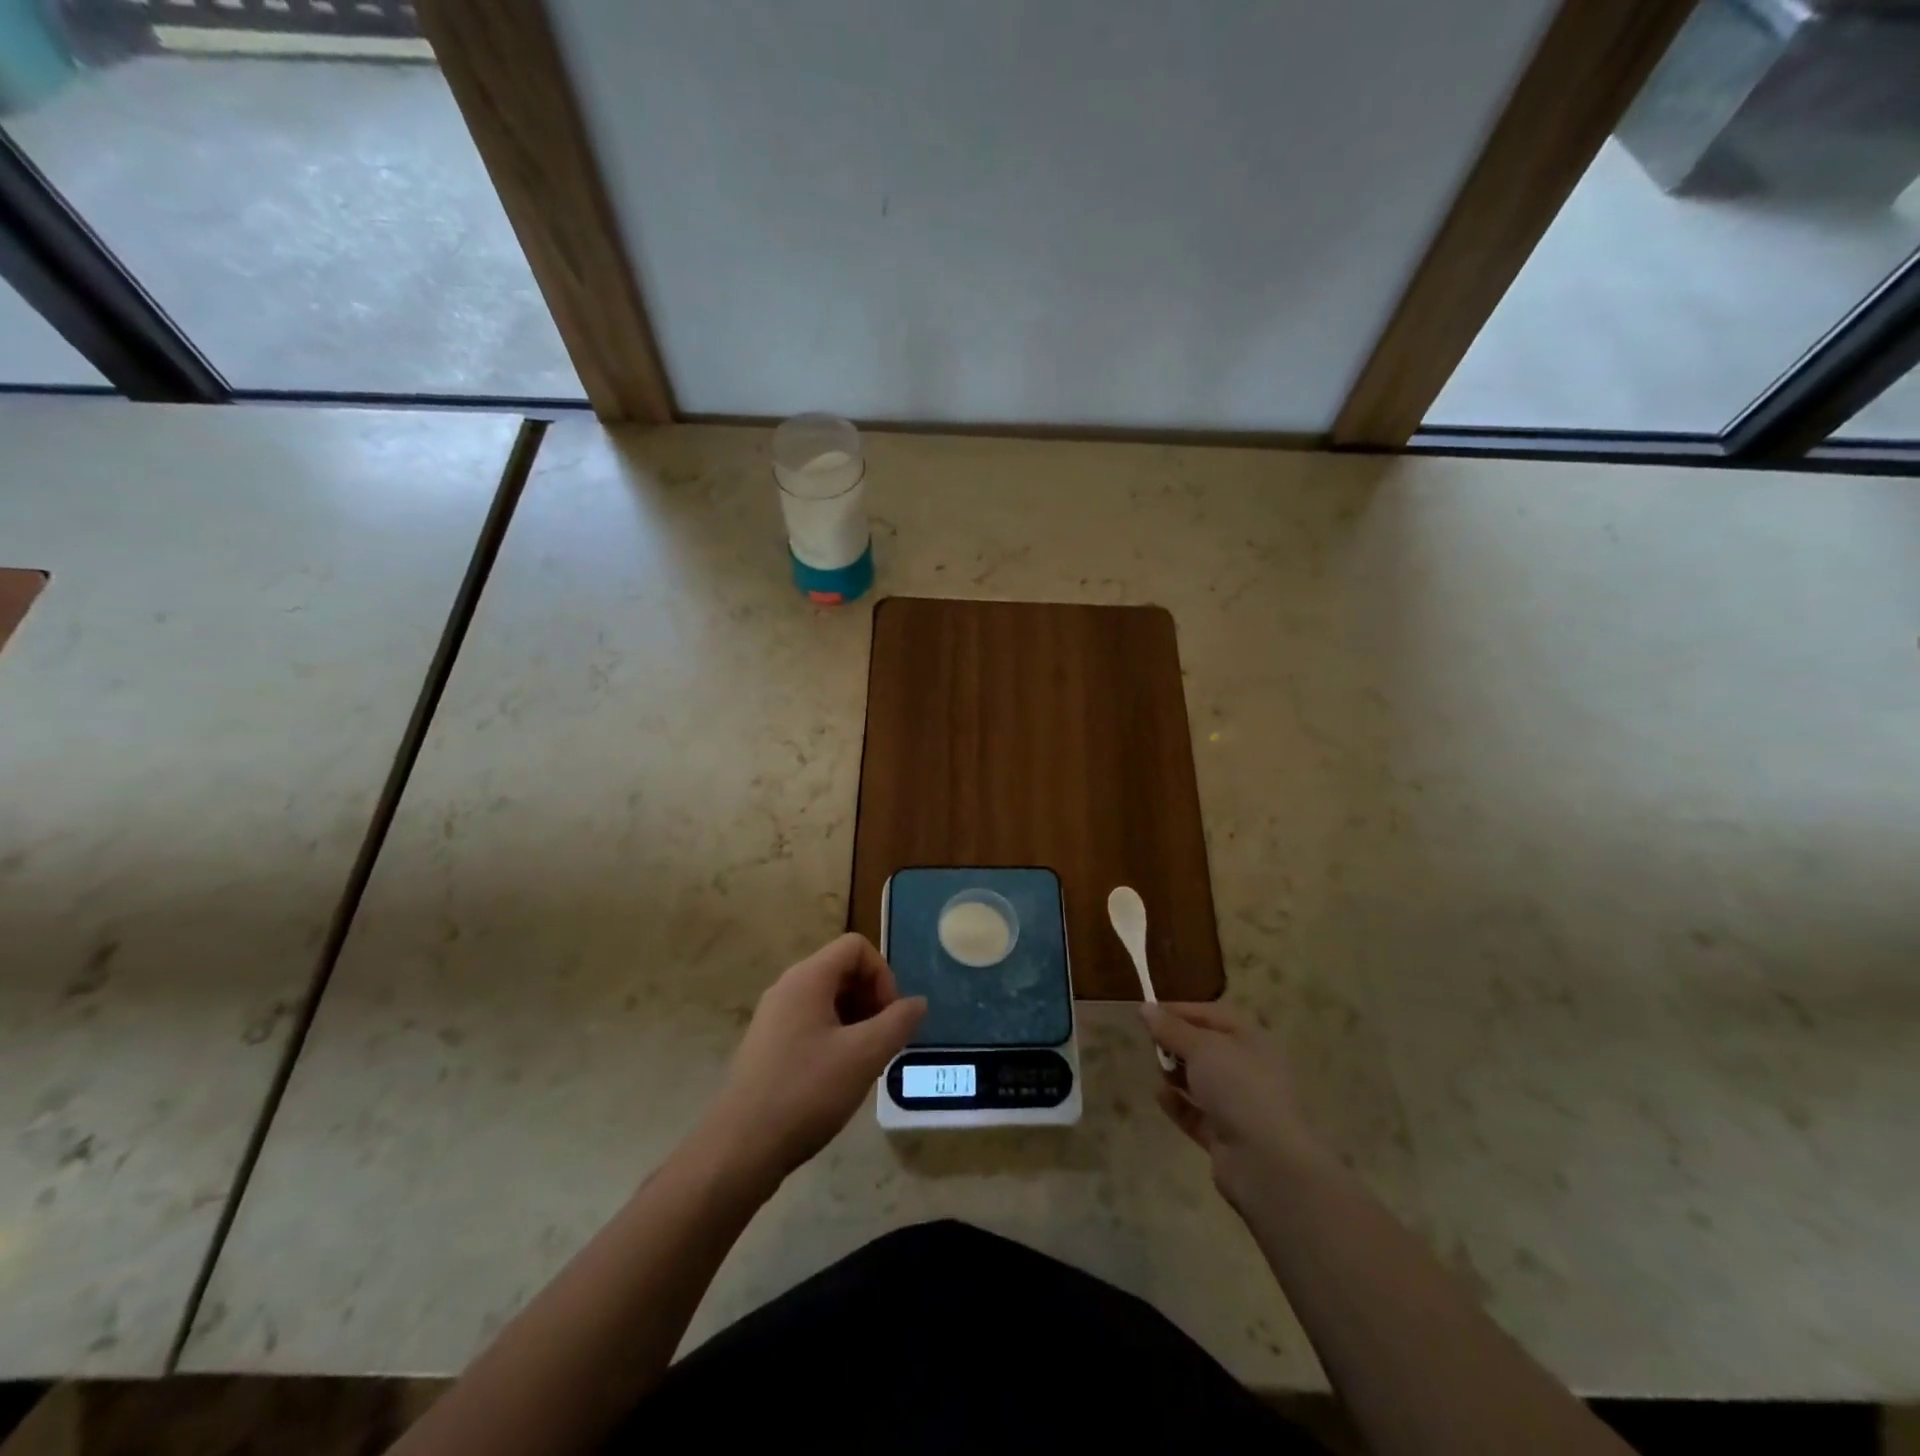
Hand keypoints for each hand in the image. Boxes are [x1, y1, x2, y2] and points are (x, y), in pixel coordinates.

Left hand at [703, 934, 925, 1188]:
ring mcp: (773, 1017)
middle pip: (842, 970)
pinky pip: (811, 1023)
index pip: (856, 947)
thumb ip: (898, 1023)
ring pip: (827, 999)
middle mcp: (787, 987)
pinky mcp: (768, 1045)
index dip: (882, 974)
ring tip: (865, 1062)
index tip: (890, 1017)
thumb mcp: (864, 1056)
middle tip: (883, 1041)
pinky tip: (839, 1077)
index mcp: (807, 978)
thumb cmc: (806, 1092)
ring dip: (856, 1020)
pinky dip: (835, 1037)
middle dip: (871, 999)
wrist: (740, 1149)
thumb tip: (917, 1002)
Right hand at [1142, 1003, 1328, 1209]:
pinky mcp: (1226, 1135)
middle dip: (1176, 1044)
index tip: (1147, 1013)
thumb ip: (1171, 1028)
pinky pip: (1195, 1112)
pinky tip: (1161, 1096)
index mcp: (1251, 1040)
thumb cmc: (1238, 1088)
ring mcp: (1239, 1104)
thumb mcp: (1201, 1047)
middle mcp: (1248, 1069)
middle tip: (1151, 1044)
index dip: (1179, 1011)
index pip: (1211, 1015)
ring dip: (1176, 1073)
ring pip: (1200, 1080)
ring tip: (1159, 1071)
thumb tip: (1145, 1008)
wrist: (1266, 1162)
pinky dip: (1177, 1103)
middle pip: (1204, 1048)